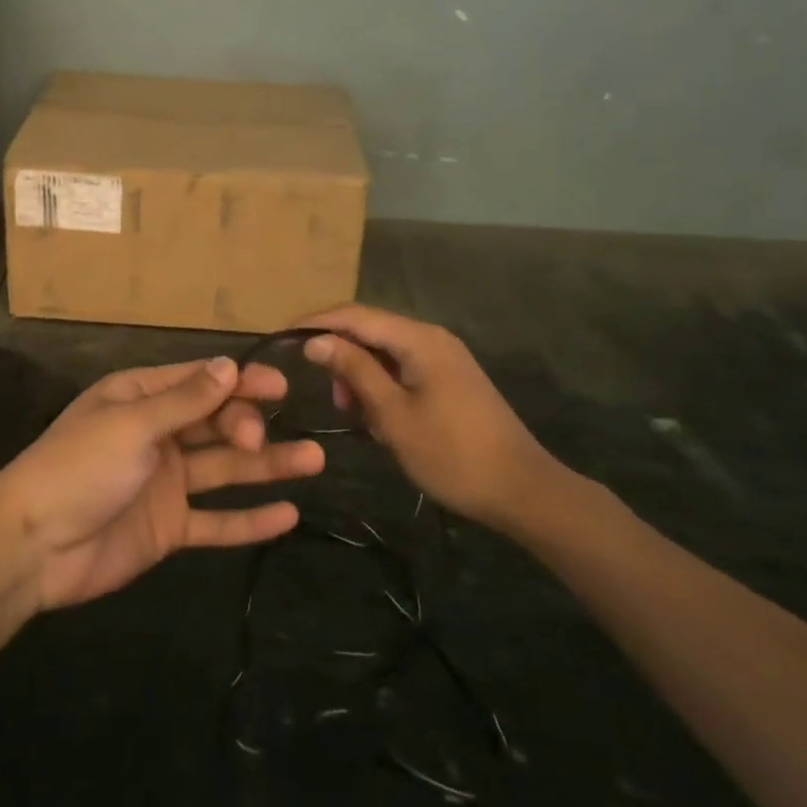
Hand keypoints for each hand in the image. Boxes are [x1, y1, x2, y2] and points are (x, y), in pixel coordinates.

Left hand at [0, 357, 325, 610]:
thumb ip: (185, 401)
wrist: (33, 546)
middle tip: (261, 439)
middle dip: (246, 424)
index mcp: (141, 398)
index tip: (280, 387)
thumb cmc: (80, 467)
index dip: (240, 382)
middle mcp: (157, 434)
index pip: (200, 382)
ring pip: (224, 469)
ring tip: (314, 461)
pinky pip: (216, 521)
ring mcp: (165, 482)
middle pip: (215, 422)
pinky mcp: (168, 527)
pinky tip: (288, 516)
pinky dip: (249, 519)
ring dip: (267, 465)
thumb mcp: (132, 425)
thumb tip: (230, 365)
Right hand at [299, 304, 570, 532]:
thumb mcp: (393, 414)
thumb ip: (353, 370)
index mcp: (418, 339)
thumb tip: (315, 340)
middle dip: (340, 355)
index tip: (282, 338)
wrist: (524, 491)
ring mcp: (444, 358)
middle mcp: (431, 337)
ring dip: (361, 376)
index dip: (316, 322)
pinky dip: (382, 386)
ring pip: (385, 352)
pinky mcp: (450, 379)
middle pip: (370, 330)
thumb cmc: (452, 454)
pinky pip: (403, 369)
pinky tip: (378, 419)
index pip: (354, 315)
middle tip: (329, 396)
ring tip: (353, 414)